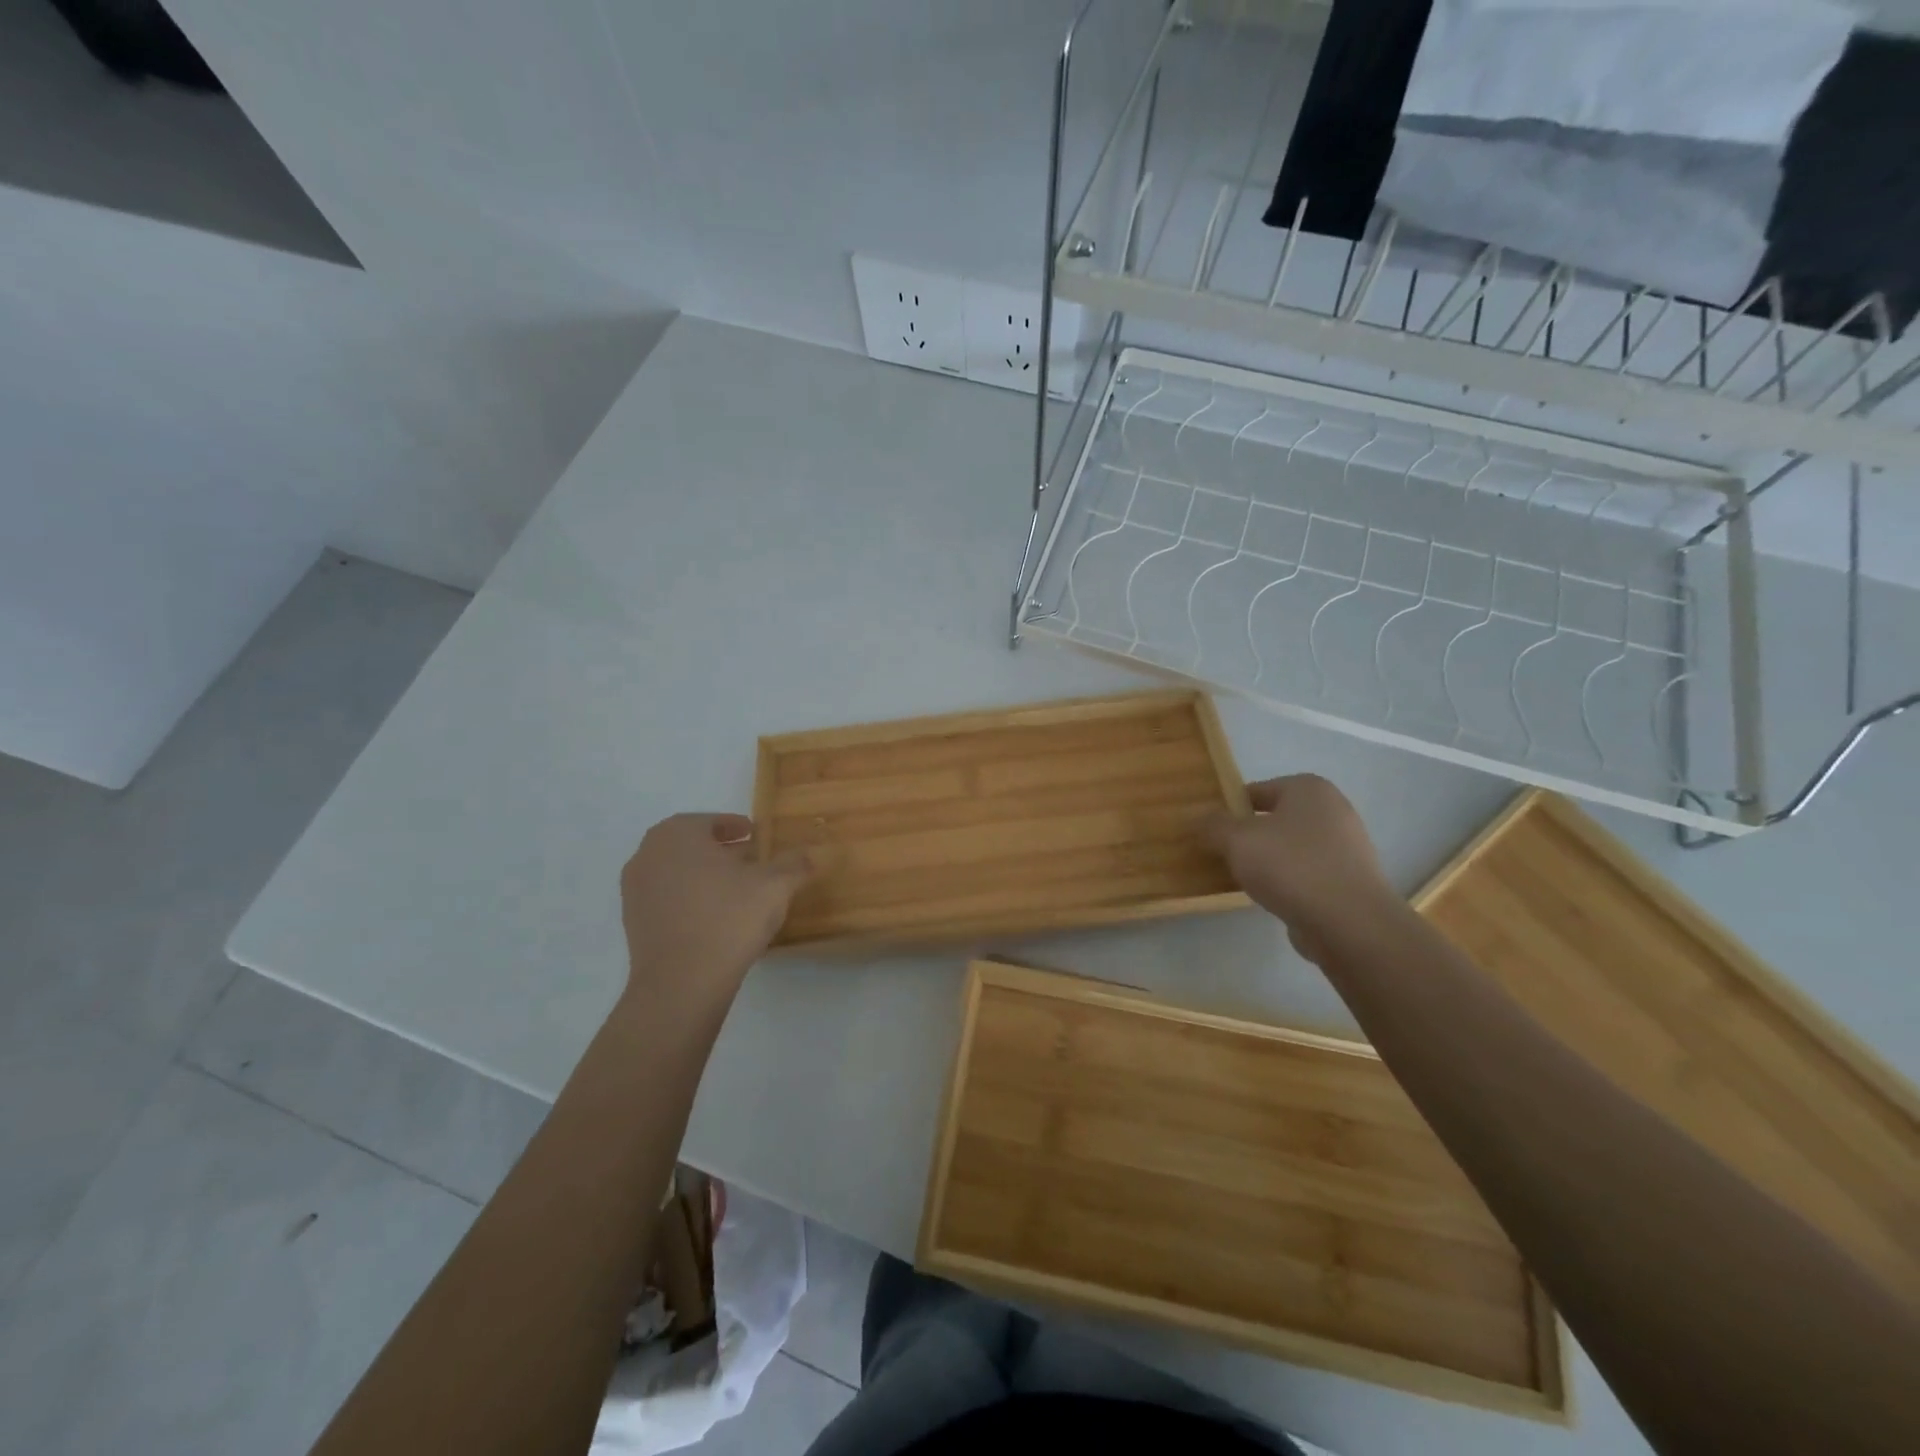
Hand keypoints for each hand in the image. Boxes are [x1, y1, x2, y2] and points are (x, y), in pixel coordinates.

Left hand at [618, 814, 814, 1011]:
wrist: (681, 983)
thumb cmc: (728, 919)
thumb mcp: (775, 885)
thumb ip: (794, 864)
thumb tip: (809, 854)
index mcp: (679, 833)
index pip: (711, 821)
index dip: (736, 827)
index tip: (755, 835)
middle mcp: (649, 853)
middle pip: (690, 843)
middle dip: (718, 849)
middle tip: (747, 859)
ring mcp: (635, 889)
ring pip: (676, 870)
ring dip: (702, 873)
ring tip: (734, 889)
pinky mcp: (633, 921)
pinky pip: (666, 898)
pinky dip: (688, 898)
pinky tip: (714, 916)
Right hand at [1199, 775, 1397, 962]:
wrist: (1349, 923)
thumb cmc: (1290, 866)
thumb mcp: (1237, 840)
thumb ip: (1213, 825)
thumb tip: (1202, 820)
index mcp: (1309, 788)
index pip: (1257, 790)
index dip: (1229, 808)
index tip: (1210, 830)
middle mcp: (1333, 810)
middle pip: (1275, 818)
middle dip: (1248, 835)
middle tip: (1221, 854)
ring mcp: (1347, 847)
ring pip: (1291, 847)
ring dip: (1267, 860)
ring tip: (1242, 879)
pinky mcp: (1350, 880)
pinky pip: (1307, 873)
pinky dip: (1288, 881)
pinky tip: (1271, 898)